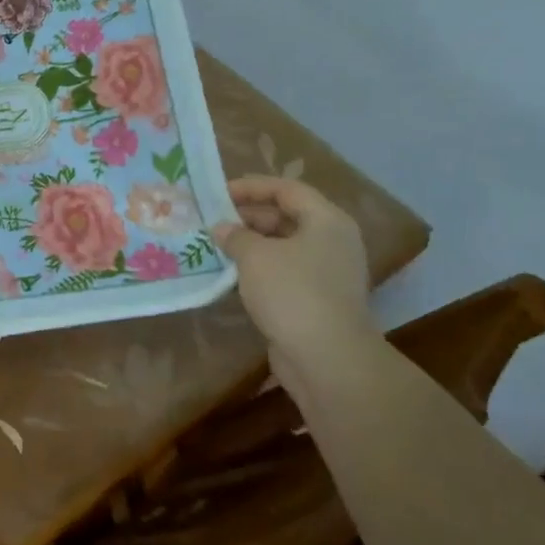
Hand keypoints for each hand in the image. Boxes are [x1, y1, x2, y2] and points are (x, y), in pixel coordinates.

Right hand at [212, 176, 375, 358]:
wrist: (327, 358)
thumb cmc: (293, 293)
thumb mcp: (255, 256)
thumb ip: (235, 235)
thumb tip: (221, 228)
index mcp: (326, 221)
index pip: (286, 189)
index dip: (251, 187)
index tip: (218, 192)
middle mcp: (332, 241)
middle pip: (286, 217)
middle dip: (248, 217)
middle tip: (211, 220)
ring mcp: (327, 272)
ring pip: (283, 247)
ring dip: (250, 245)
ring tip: (215, 245)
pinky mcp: (317, 300)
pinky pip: (284, 272)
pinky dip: (259, 269)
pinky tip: (231, 275)